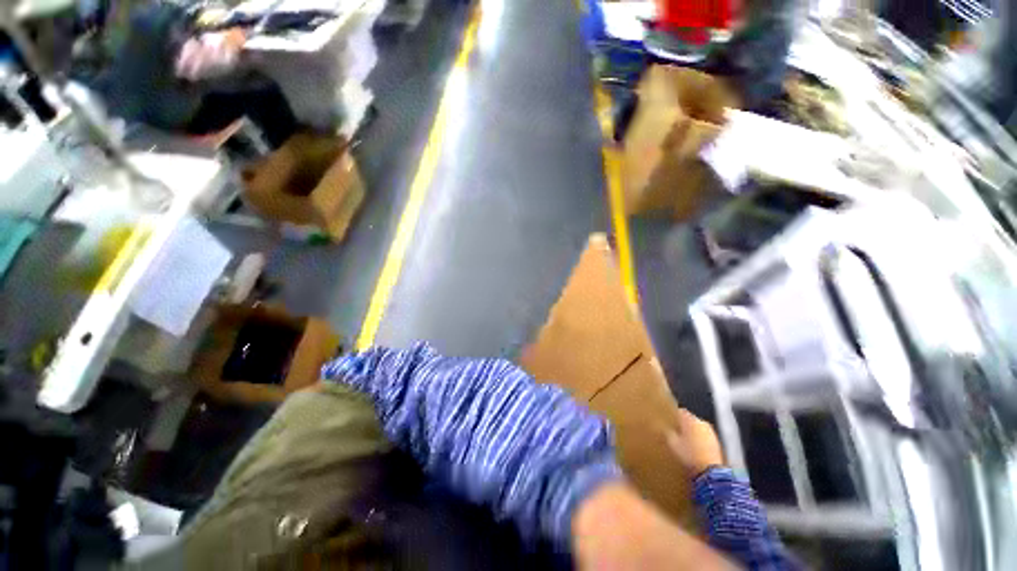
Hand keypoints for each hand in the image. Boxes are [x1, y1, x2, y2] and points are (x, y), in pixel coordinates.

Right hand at [665, 409, 723, 478]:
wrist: (710, 473)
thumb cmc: (688, 456)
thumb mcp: (671, 444)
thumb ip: (667, 433)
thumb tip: (664, 429)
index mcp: (690, 419)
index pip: (679, 412)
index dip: (673, 417)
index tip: (668, 423)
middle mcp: (702, 423)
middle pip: (689, 420)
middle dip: (683, 426)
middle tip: (675, 435)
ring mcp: (711, 433)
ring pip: (697, 429)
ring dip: (692, 434)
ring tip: (685, 444)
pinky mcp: (717, 444)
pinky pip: (704, 438)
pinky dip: (699, 442)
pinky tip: (694, 451)